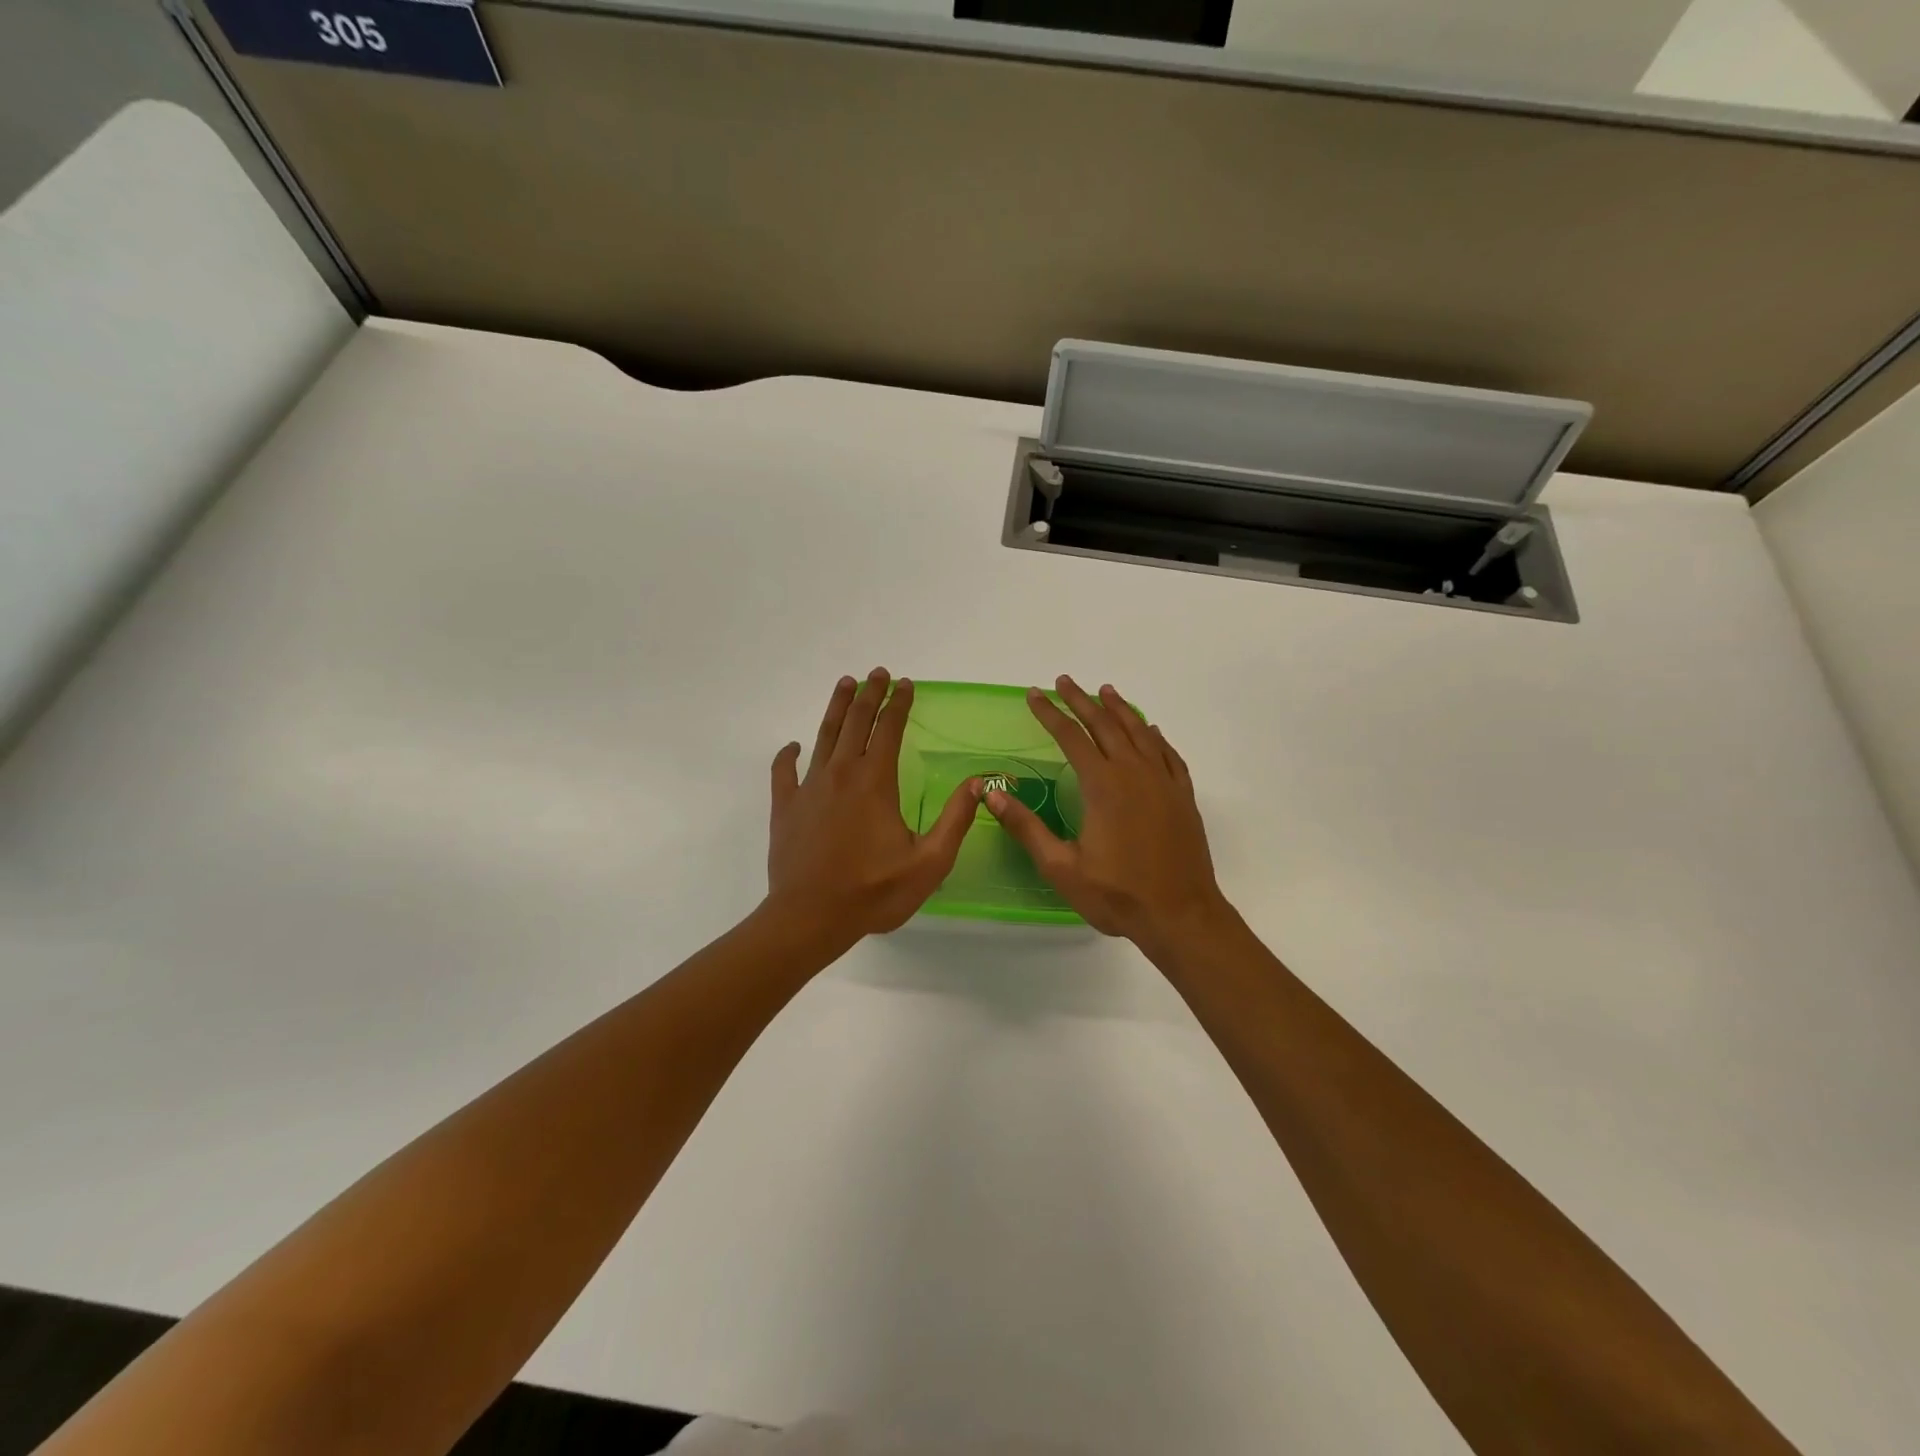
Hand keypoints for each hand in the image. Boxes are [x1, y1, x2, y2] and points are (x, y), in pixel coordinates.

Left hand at [766, 669, 982, 942]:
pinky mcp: (786, 807)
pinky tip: (792, 746)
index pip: (889, 729)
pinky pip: (784, 772)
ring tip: (845, 685)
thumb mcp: (929, 862)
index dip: (899, 704)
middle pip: (855, 722)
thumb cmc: (874, 892)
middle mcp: (841, 774)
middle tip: (877, 673)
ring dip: (836, 708)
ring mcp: (809, 788)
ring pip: (823, 736)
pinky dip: (788, 755)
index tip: (906, 684)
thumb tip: (977, 783)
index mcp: (875, 782)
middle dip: (869, 694)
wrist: (810, 917)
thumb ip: (955, 820)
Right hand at [986, 676, 1229, 949]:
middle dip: (1081, 701)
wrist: (1181, 915)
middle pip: (1105, 725)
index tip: (1034, 694)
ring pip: (1140, 732)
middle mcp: (1134, 773)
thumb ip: (1026, 827)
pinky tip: (1151, 730)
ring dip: (1120, 709)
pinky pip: (1168, 754)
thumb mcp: (1061, 867)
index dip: (1050, 713)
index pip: (1071, 736)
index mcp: (1103, 785)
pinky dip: (1156, 736)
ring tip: (1104, 691)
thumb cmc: (1117, 894)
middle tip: (1065, 681)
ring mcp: (1163, 782)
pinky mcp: (1182, 796)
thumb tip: (991, 793)